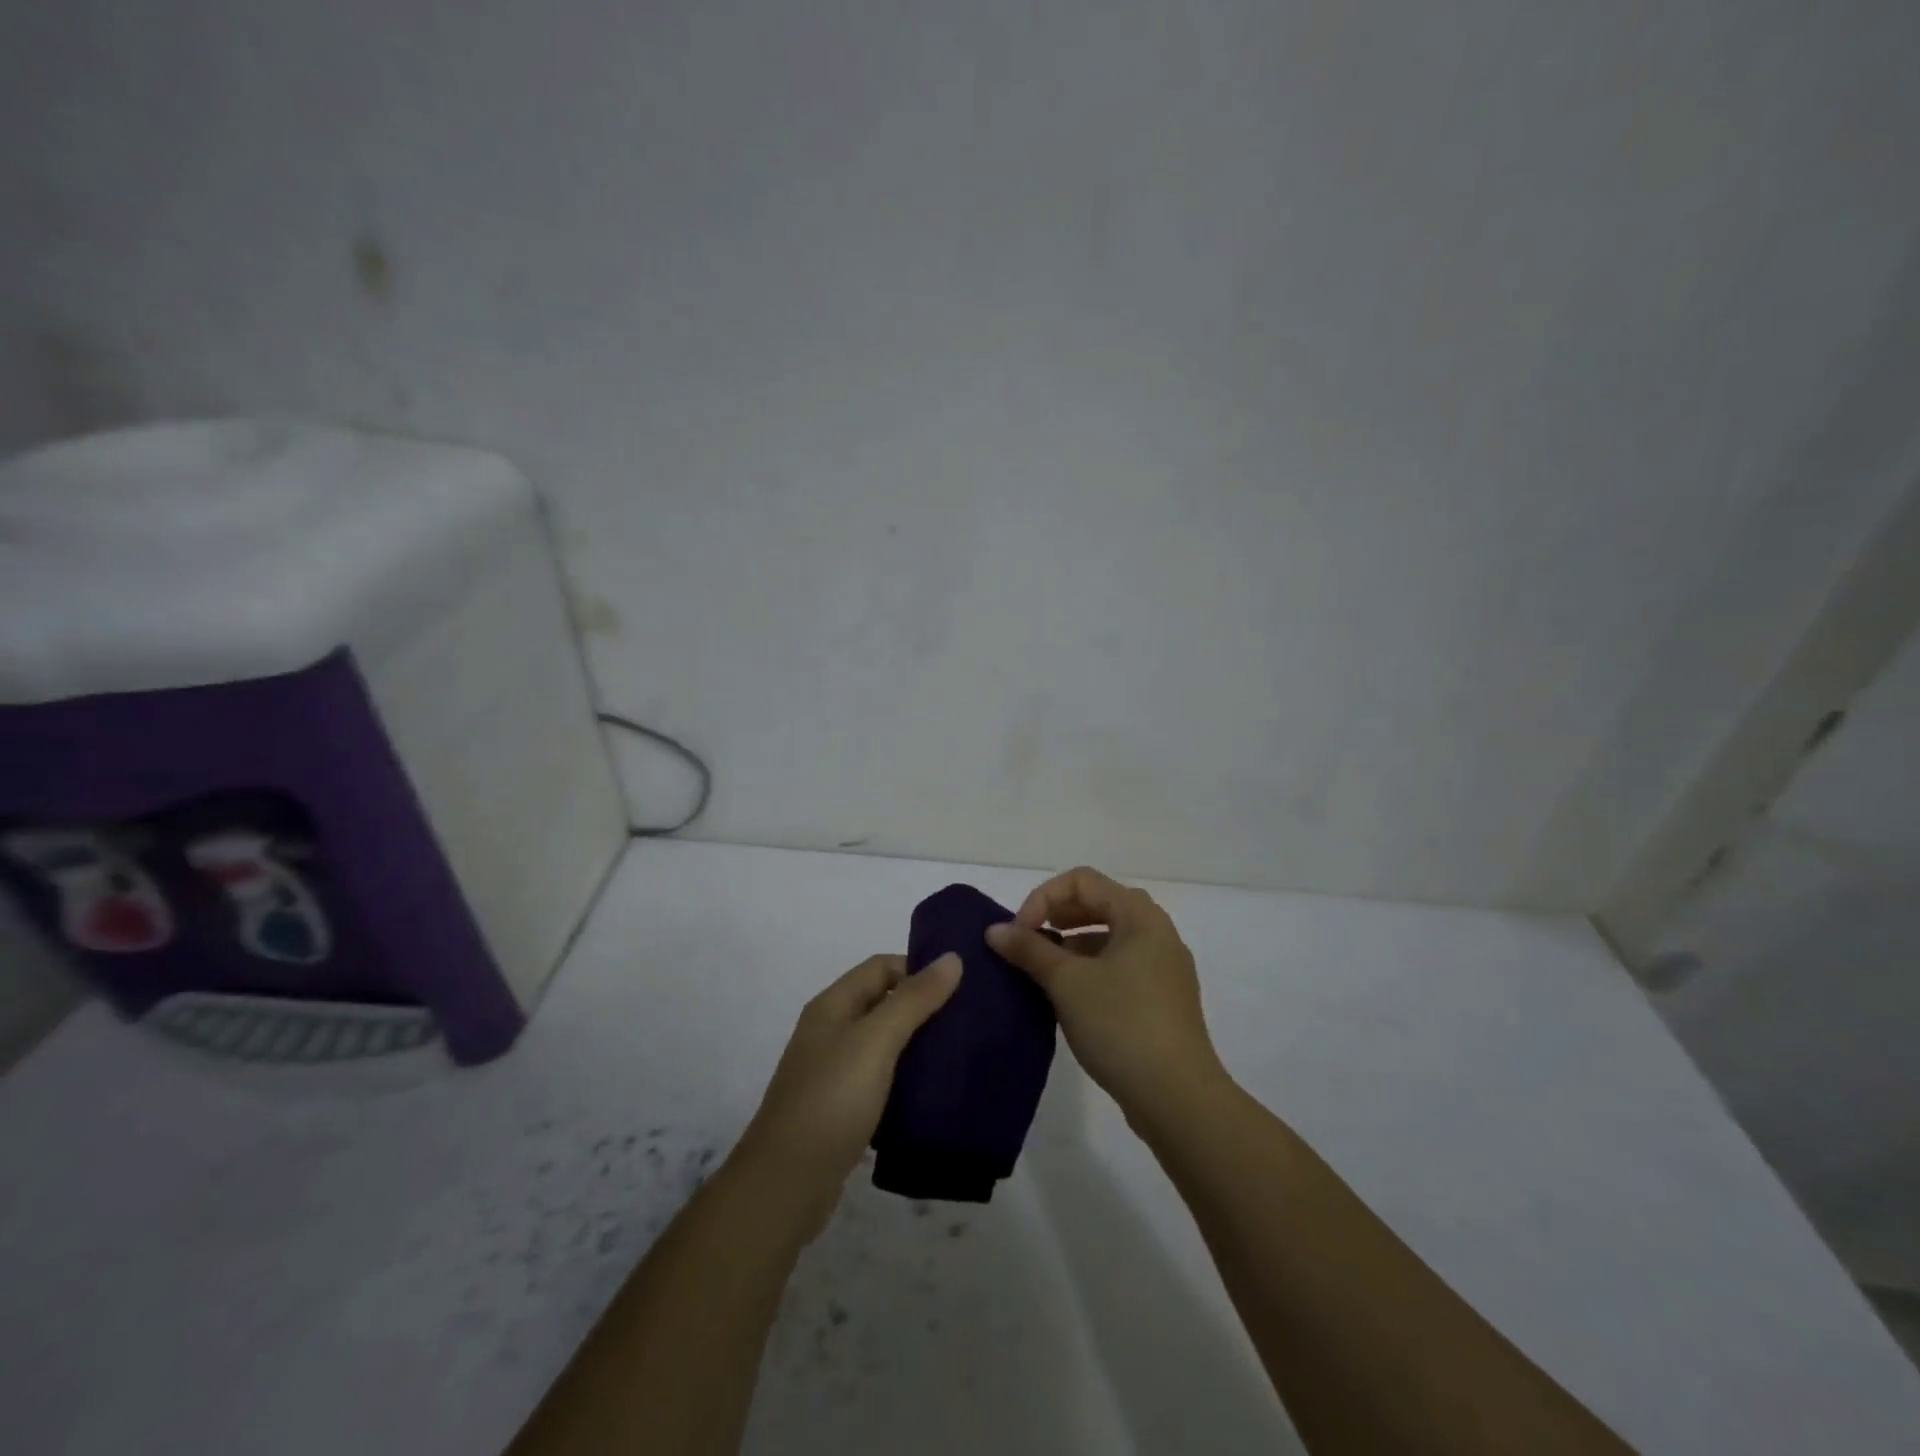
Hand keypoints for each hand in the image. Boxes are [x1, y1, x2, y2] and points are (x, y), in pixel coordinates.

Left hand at [735, 953, 962, 1237]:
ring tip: (959, 1055)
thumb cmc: (832, 1100)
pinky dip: (906, 1080)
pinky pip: (880, 1080)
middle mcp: (830, 1032)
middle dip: (923, 1006)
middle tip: (968, 1020)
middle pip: (882, 1003)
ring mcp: (833, 1072)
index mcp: (832, 1005)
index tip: (960, 987)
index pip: (881, 967)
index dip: (918, 968)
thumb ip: (914, 999)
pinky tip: (933, 1094)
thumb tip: (952, 958)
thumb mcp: (876, 1041)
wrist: (786, 1184)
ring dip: (917, 1044)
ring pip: (883, 1044)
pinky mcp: (841, 1109)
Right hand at [987, 867, 1226, 1124]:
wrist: (1178, 1098)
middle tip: (1028, 943)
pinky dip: (1090, 969)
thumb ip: (1029, 949)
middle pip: (1098, 903)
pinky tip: (1070, 997)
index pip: (1082, 881)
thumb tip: (995, 930)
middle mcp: (1157, 932)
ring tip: (1044, 971)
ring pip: (1109, 937)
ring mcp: (1164, 967)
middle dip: (1057, 917)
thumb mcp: (1067, 982)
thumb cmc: (1121, 1024)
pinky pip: (1120, 966)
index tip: (1019, 933)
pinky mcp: (1163, 999)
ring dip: (1071, 944)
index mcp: (1140, 916)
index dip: (1043, 897)